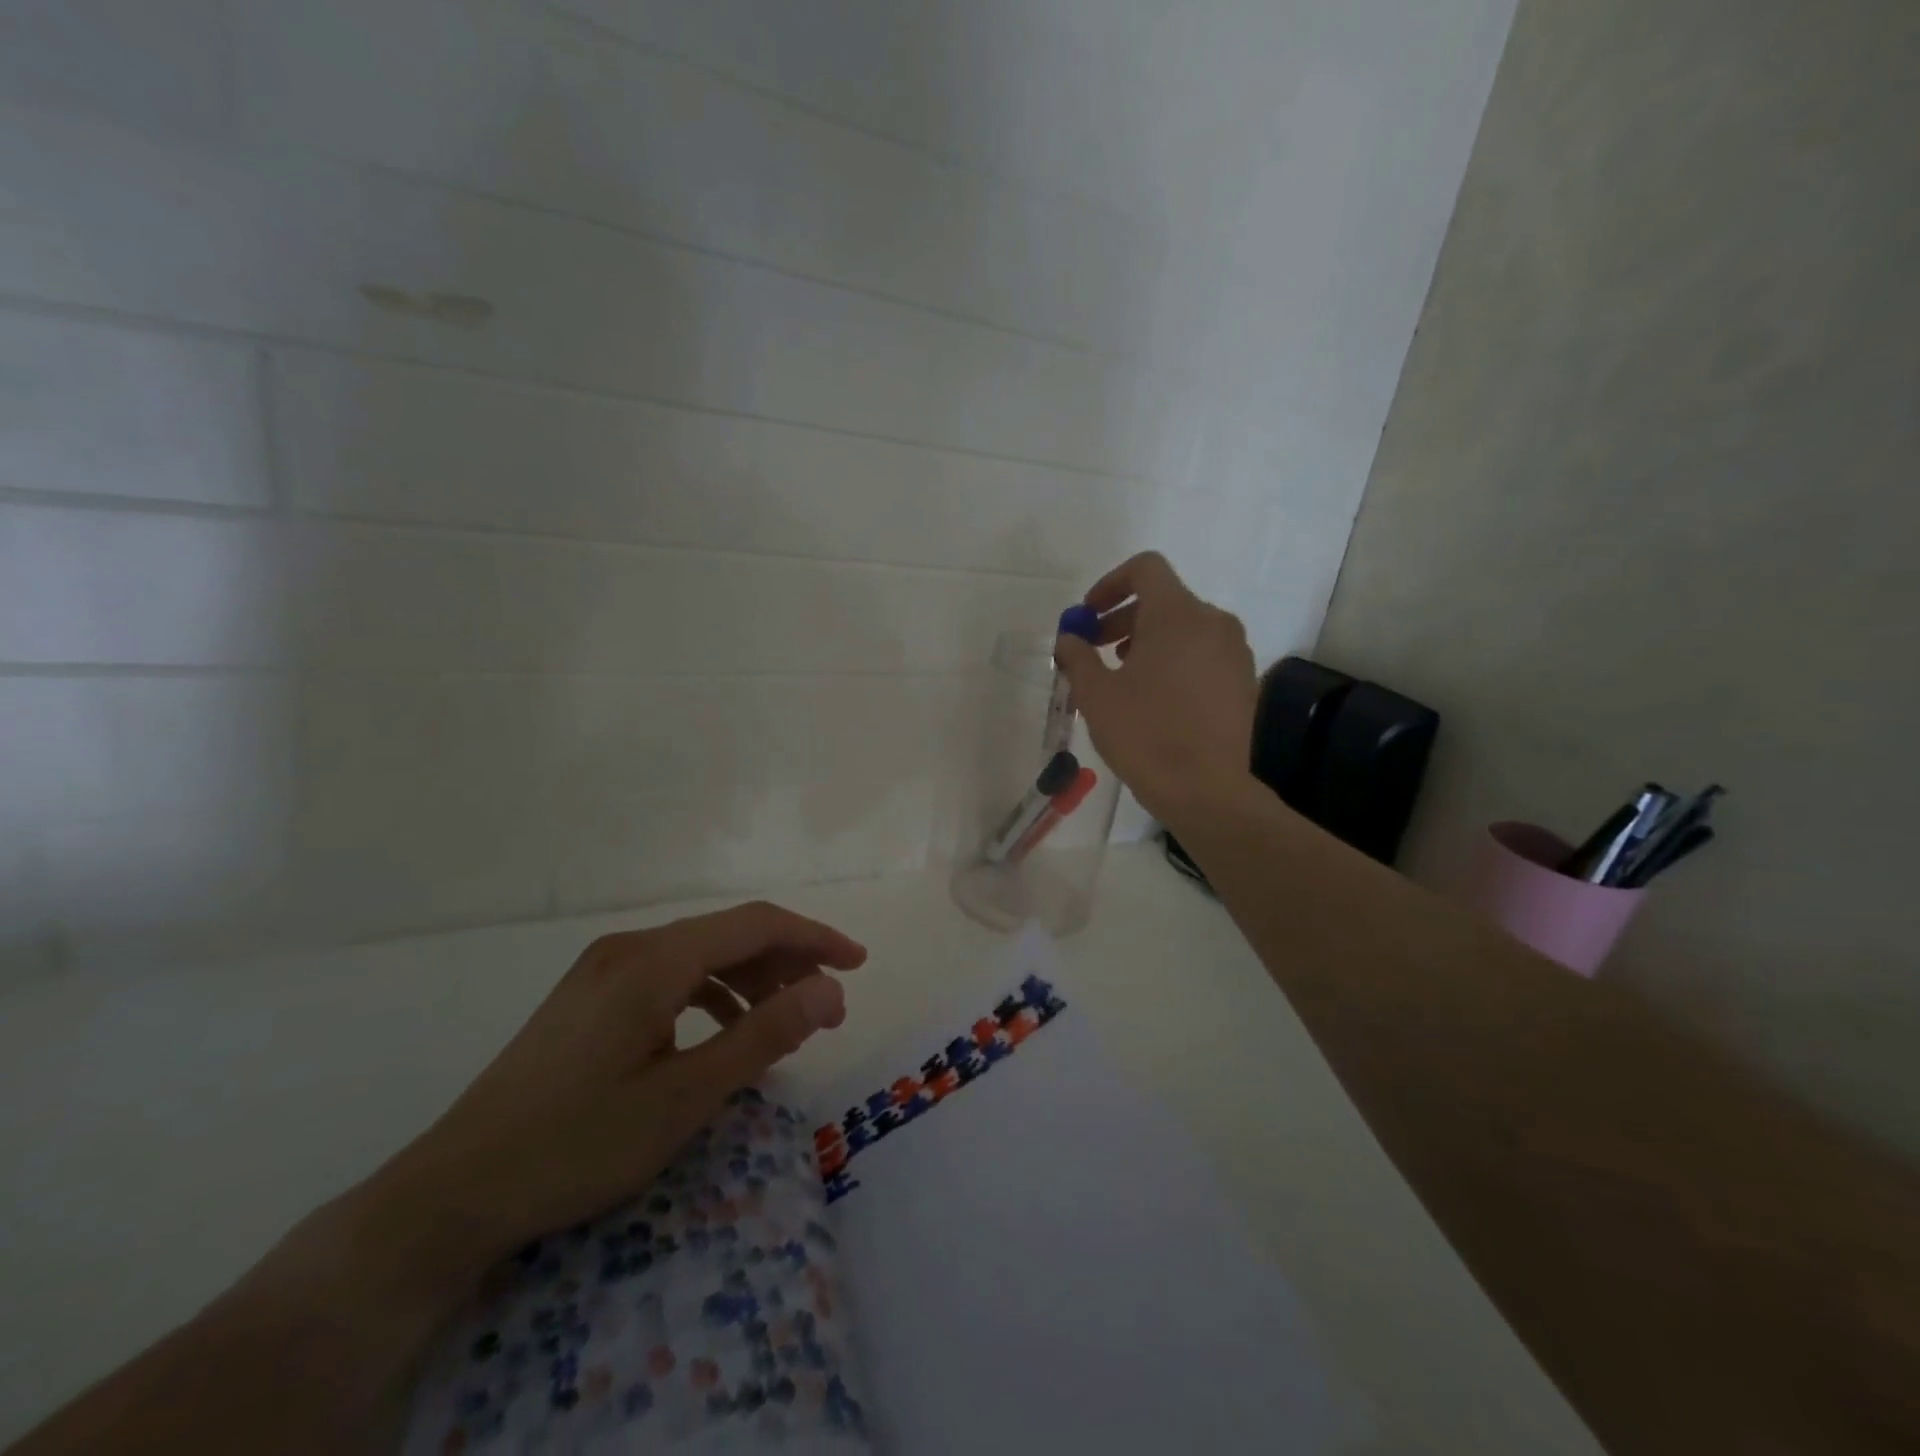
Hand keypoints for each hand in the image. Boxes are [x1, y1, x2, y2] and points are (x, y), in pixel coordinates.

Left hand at [365, 901, 865, 1285]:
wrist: (451, 1194)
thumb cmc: (576, 1145)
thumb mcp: (684, 1098)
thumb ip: (763, 1035)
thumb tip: (829, 991)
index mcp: (653, 960)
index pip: (756, 924)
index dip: (815, 938)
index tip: (857, 965)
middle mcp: (629, 948)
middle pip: (728, 935)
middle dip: (787, 963)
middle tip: (827, 1009)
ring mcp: (603, 970)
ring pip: (700, 955)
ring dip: (751, 980)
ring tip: (784, 1023)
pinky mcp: (589, 996)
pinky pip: (670, 977)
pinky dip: (712, 995)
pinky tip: (723, 1034)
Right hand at [1054, 552, 1258, 825]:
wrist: (1205, 790)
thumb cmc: (1145, 735)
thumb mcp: (1096, 694)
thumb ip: (1077, 656)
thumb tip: (1069, 638)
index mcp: (1178, 614)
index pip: (1146, 569)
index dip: (1111, 583)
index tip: (1089, 616)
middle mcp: (1213, 622)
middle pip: (1163, 600)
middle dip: (1123, 619)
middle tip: (1095, 651)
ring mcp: (1234, 652)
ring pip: (1184, 628)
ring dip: (1148, 641)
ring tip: (1122, 679)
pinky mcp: (1243, 681)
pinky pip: (1203, 654)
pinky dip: (1174, 660)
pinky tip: (1154, 699)